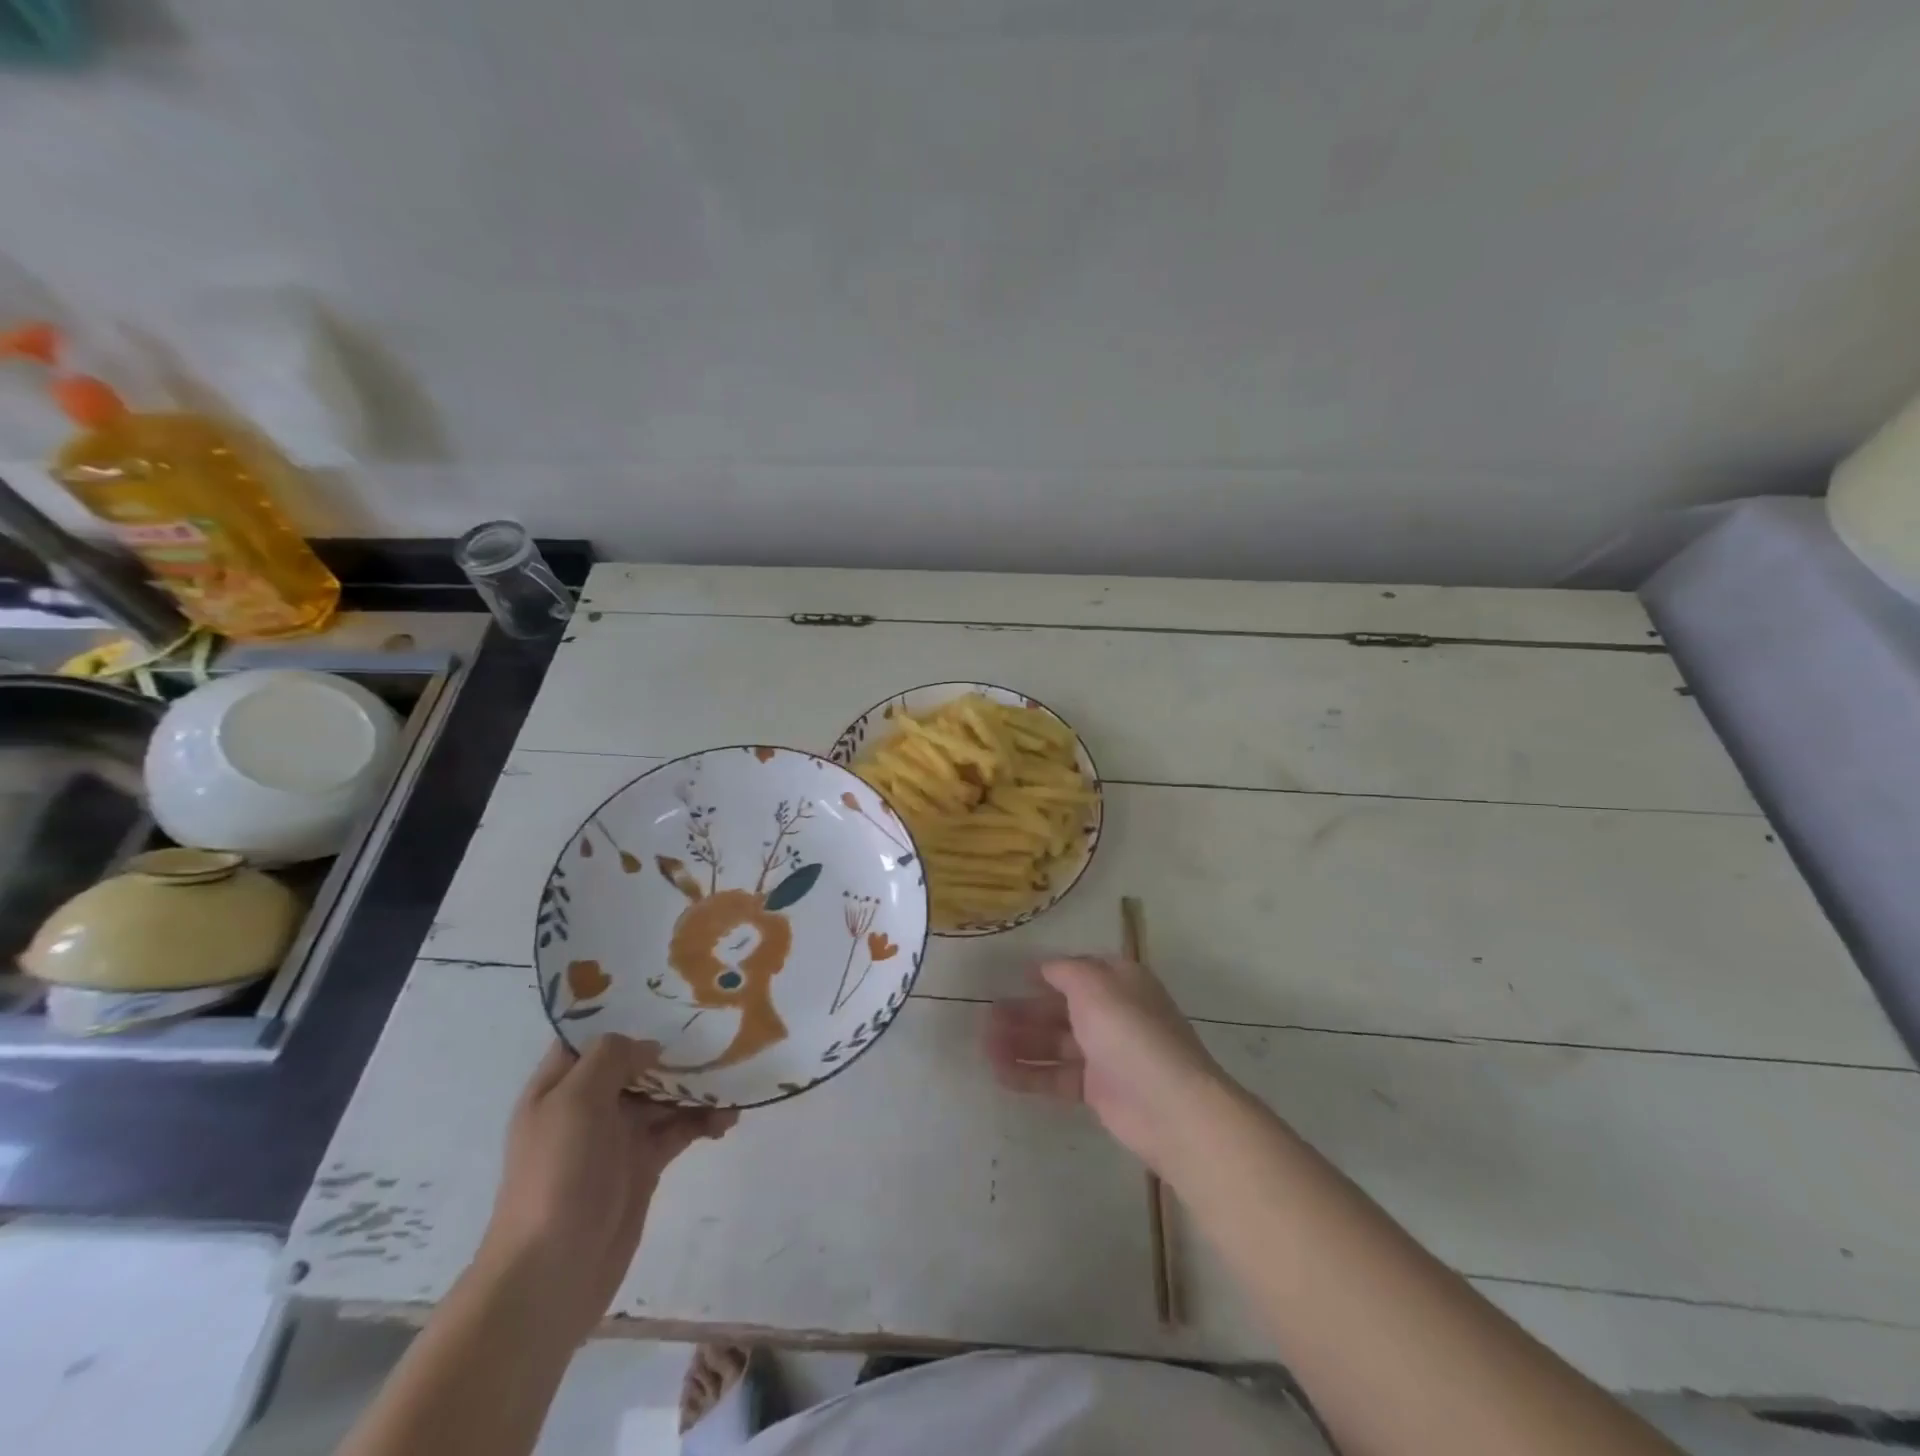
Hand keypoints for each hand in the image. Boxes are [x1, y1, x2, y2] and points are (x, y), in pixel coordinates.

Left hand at [476, 1034, 736, 1345]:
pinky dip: (704, 1120)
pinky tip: (728, 1119)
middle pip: (637, 1063)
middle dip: (674, 1048)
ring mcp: (617, 1137)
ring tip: (733, 1079)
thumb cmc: (556, 1175)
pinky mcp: (643, 1166)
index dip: (625, 1013)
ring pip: (665, 1095)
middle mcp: (588, 1105)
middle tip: (718, 1029)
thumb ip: (611, 1058)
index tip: (669, 994)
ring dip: (697, 1086)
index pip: (591, 1036)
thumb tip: (649, 1047)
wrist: (551, 1274)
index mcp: (561, 1085)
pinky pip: (680, 1129)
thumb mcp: (575, 1101)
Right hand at [985, 956, 1228, 1175]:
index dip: (1047, 974)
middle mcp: (1113, 1013)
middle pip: (1061, 1008)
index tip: (1013, 977)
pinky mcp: (1098, 1090)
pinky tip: (1000, 1074)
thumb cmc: (1129, 1032)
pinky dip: (1030, 1074)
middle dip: (1025, 1012)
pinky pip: (1057, 1076)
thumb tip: (1044, 967)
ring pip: (1055, 1043)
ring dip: (1021, 1043)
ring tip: (984, 1047)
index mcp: (1119, 981)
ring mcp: (1106, 1053)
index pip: (1078, 972)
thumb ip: (1065, 971)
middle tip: (986, 1017)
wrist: (1168, 1105)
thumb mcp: (1094, 985)